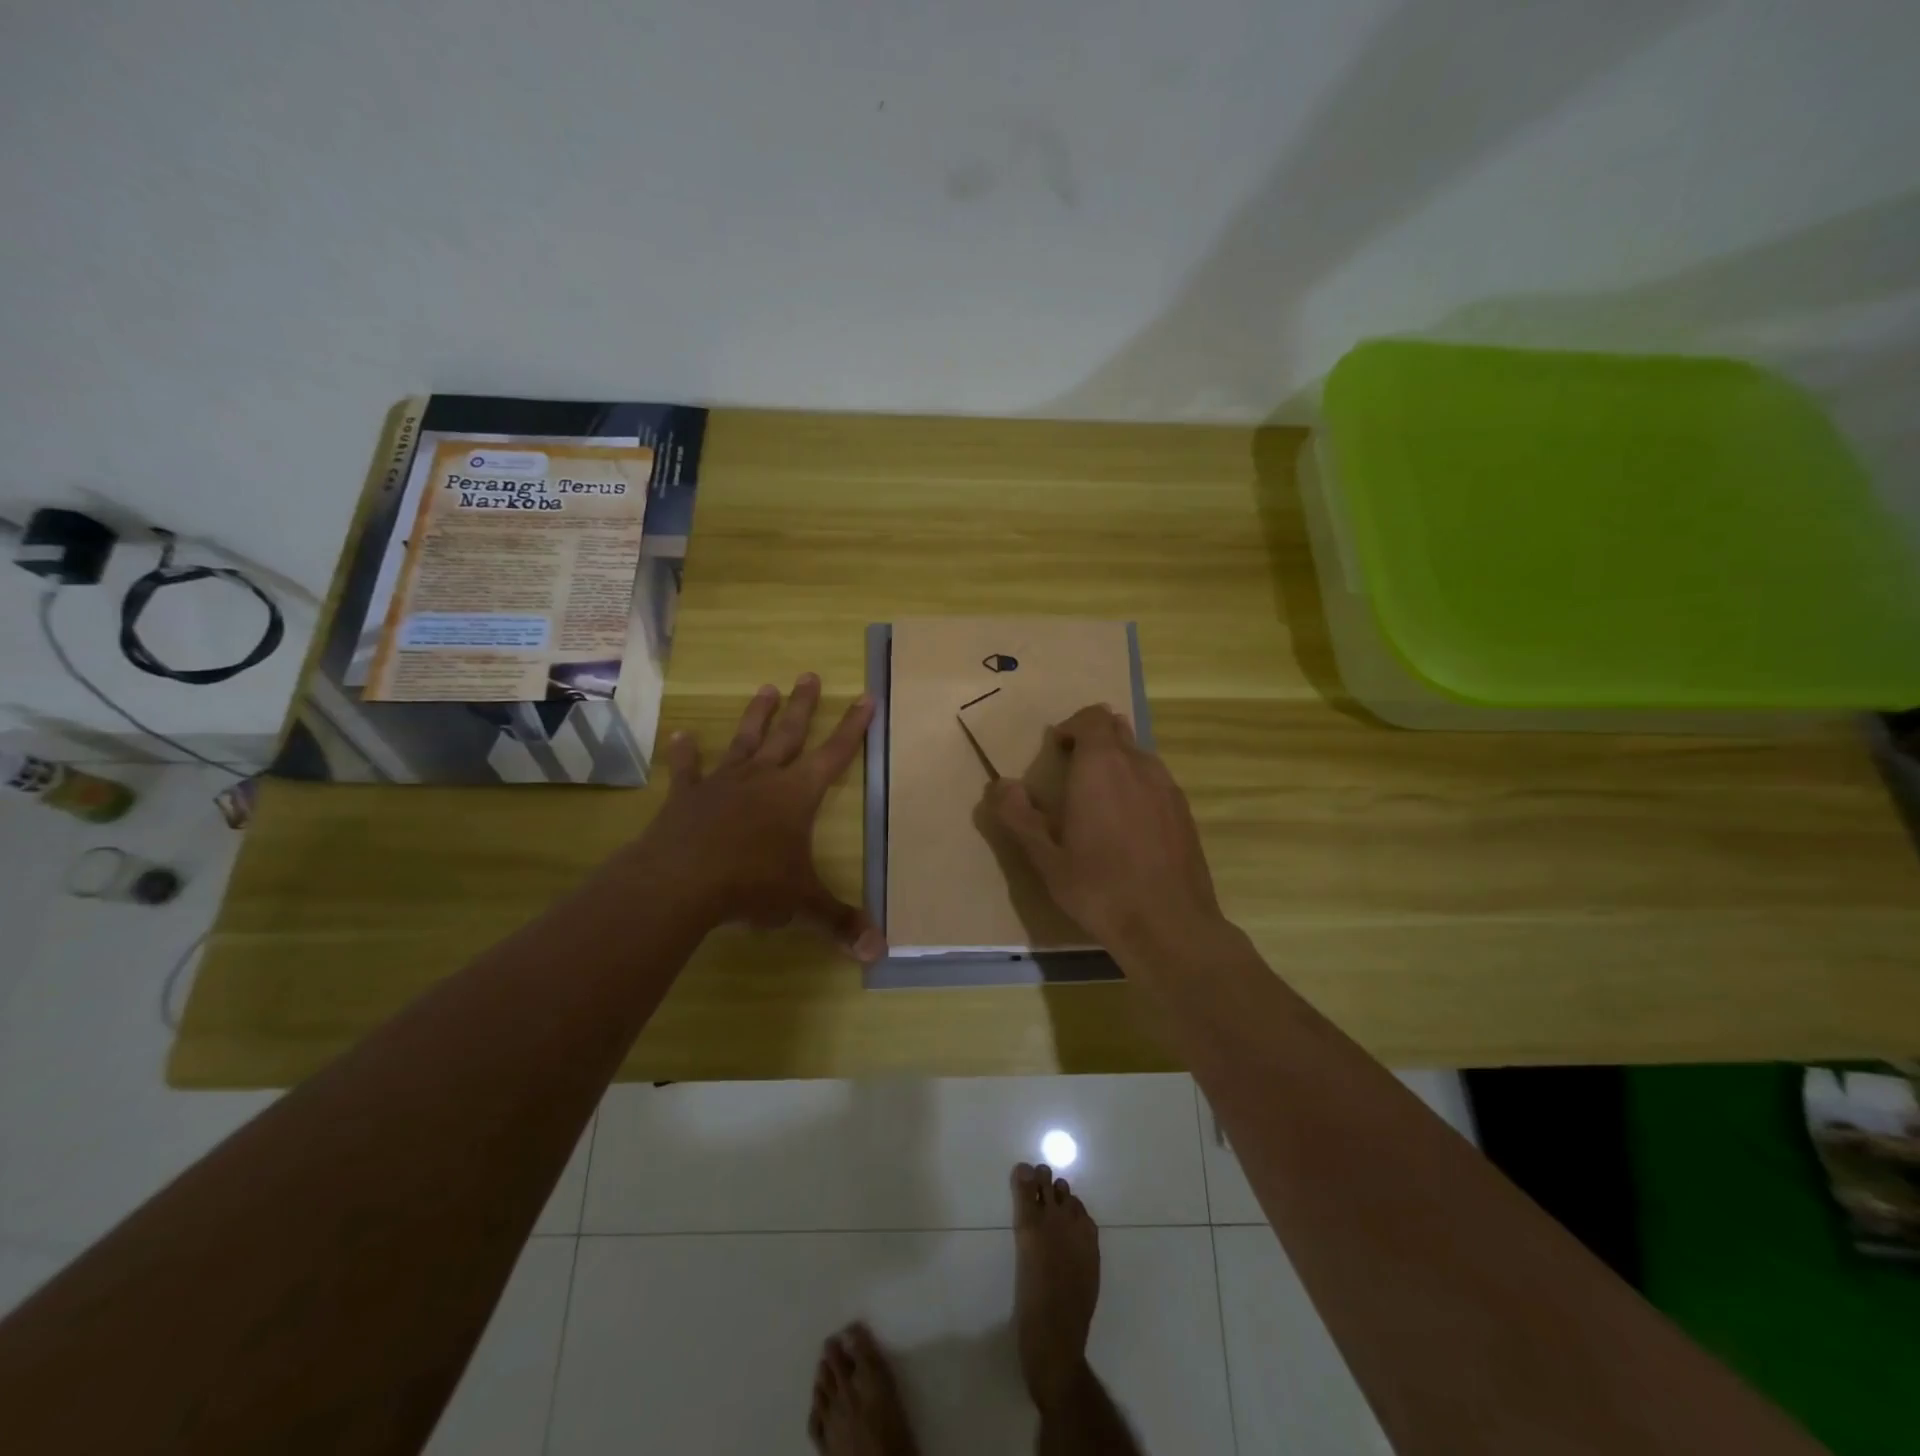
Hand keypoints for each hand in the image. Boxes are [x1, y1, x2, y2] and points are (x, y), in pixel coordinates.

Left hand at [625, 674, 885, 962]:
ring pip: (745, 741)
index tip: (865, 697)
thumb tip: (878, 950)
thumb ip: (839, 921)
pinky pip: (687, 770)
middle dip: (803, 706)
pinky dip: (685, 754)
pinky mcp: (687, 797)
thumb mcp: (803, 903)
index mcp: (797, 795)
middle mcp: (763, 778)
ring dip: (757, 716)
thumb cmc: (752, 885)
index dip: (853, 727)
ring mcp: (723, 783)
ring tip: (766, 688)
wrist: (682, 881)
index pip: (834, 754)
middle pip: (789, 734)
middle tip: (809, 675)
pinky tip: (680, 735)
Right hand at [989, 704, 1220, 957]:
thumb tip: (1000, 785)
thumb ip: (1018, 816)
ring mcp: (1168, 787)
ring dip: (1116, 766)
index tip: (1055, 751)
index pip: (1092, 717)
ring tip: (1098, 805)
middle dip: (1092, 743)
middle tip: (1071, 776)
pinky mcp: (1185, 812)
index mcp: (1101, 766)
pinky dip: (1137, 789)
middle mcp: (1139, 765)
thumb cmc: (1099, 888)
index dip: (1072, 726)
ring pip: (1138, 757)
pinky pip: (1156, 783)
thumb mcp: (1045, 858)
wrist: (1170, 926)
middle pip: (1117, 731)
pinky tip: (1127, 830)